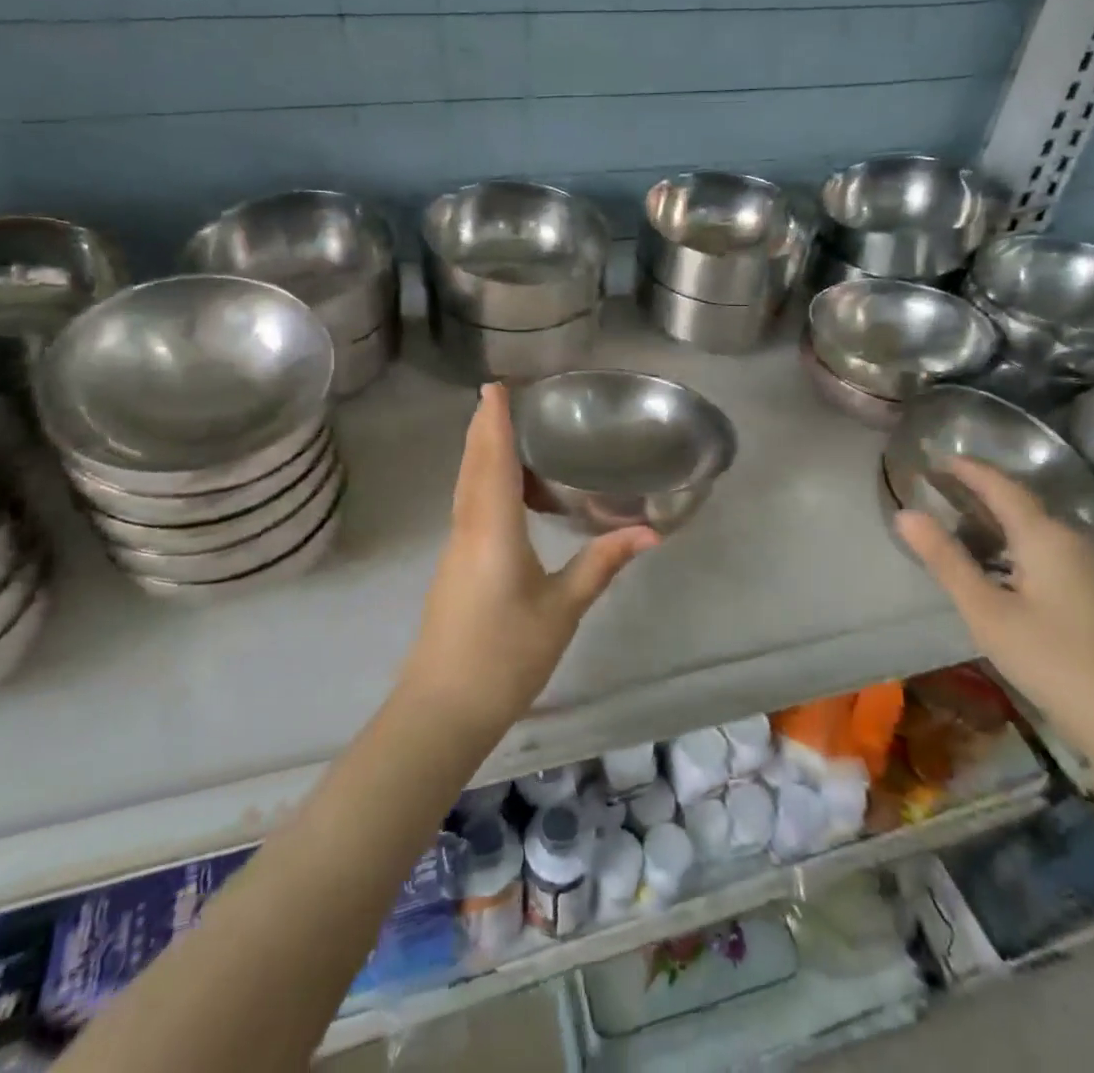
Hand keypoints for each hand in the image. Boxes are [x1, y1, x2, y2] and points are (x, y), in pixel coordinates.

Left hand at [400, 384, 658, 736]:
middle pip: (473, 465)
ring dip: (479, 453)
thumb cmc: (506, 655)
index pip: (493, 460)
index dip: (493, 420)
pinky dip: (480, 481)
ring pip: (466, 486)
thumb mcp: (562, 609)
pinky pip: (467, 507)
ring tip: (500, 430)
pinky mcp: (454, 567)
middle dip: (483, 428)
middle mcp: (468, 528)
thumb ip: (602, 564)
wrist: (443, 708)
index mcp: (493, 529)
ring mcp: (456, 549)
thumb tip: (650, 532)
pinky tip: (499, 490)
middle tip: (498, 396)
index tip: (494, 385)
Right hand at [895, 457, 1093, 773]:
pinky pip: (1062, 554)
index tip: (939, 458)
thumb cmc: (1056, 663)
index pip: (1002, 487)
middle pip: (1026, 507)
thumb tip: (905, 513)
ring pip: (1045, 532)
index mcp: (1048, 537)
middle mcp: (1080, 541)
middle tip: (945, 494)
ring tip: (970, 532)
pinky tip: (1014, 573)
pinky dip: (1028, 549)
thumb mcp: (987, 612)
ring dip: (1006, 525)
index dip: (969, 470)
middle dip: (985, 496)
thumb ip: (945, 560)